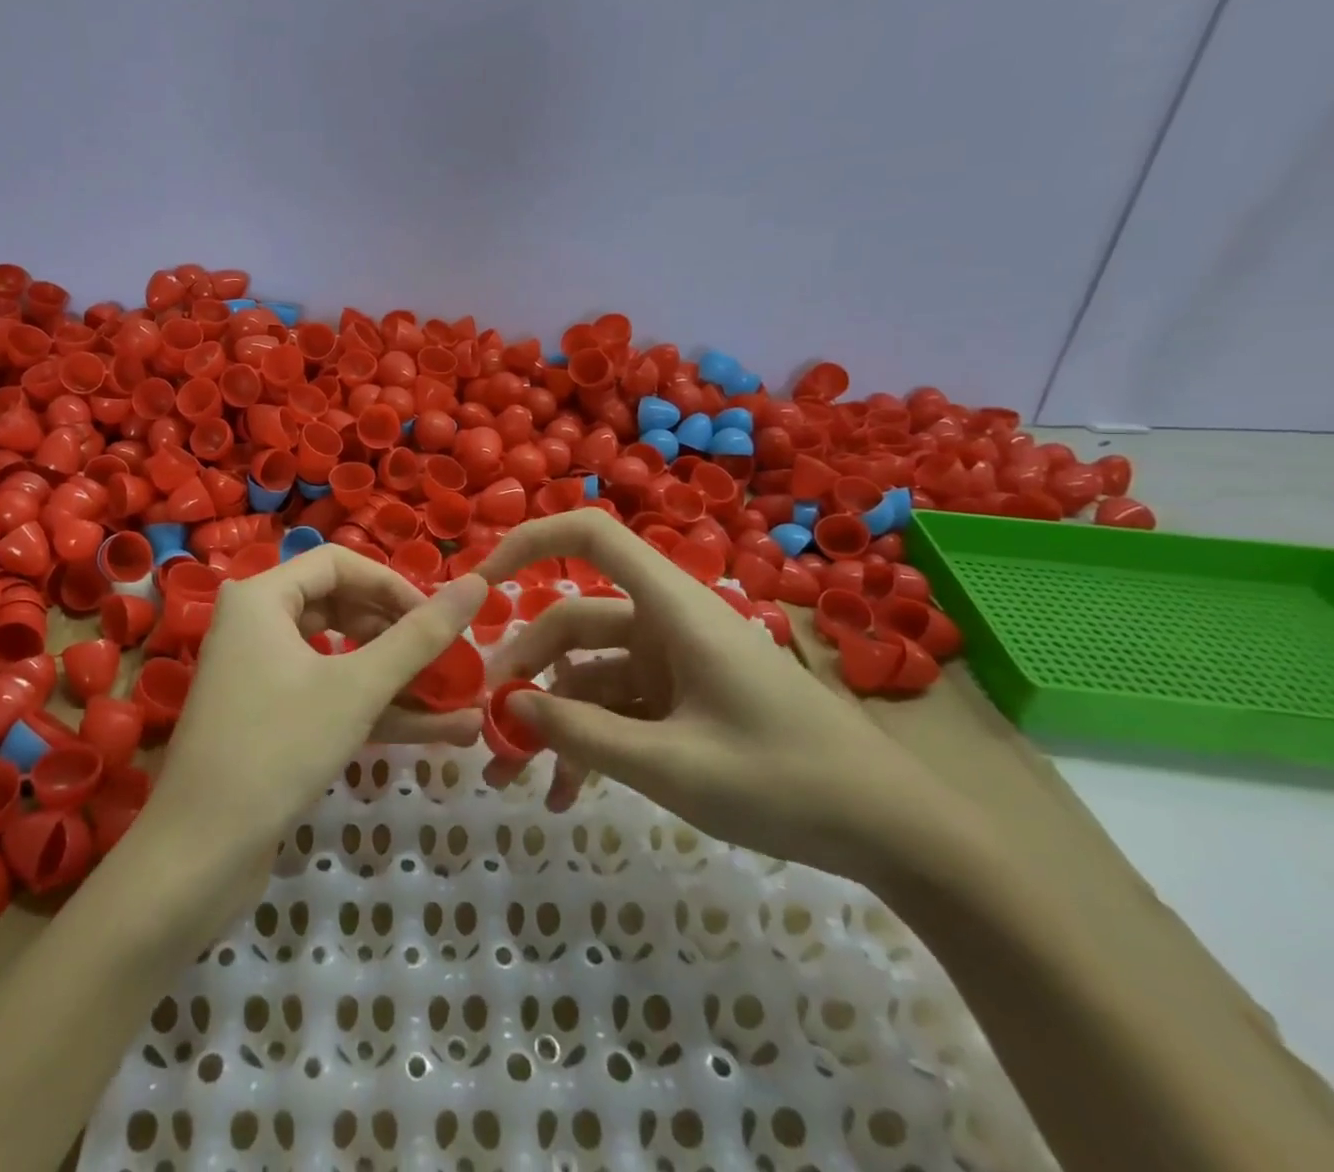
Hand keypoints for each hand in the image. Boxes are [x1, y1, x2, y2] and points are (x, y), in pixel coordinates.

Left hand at [147, 547, 488, 860]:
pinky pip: (331, 696)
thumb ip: (420, 635)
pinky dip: (377, 709)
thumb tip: (477, 583)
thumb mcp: (358, 686)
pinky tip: (440, 730)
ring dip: (400, 680)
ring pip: (342, 659)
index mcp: (261, 598)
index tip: (439, 618)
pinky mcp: (272, 719)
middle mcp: (256, 625)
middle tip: (453, 660)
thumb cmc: (279, 747)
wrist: (200, 855)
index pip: (339, 564)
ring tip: (464, 699)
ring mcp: (262, 675)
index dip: (394, 586)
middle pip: (343, 609)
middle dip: (402, 637)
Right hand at [479, 510, 958, 881]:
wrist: (894, 833)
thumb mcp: (672, 766)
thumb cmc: (786, 781)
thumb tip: (507, 706)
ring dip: (551, 720)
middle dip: (524, 672)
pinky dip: (589, 741)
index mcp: (670, 608)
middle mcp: (665, 623)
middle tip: (487, 728)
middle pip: (572, 623)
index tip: (477, 585)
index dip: (528, 543)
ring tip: (514, 780)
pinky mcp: (684, 700)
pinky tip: (566, 795)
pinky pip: (619, 709)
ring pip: (589, 674)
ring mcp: (674, 663)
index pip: (589, 537)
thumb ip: (582, 733)